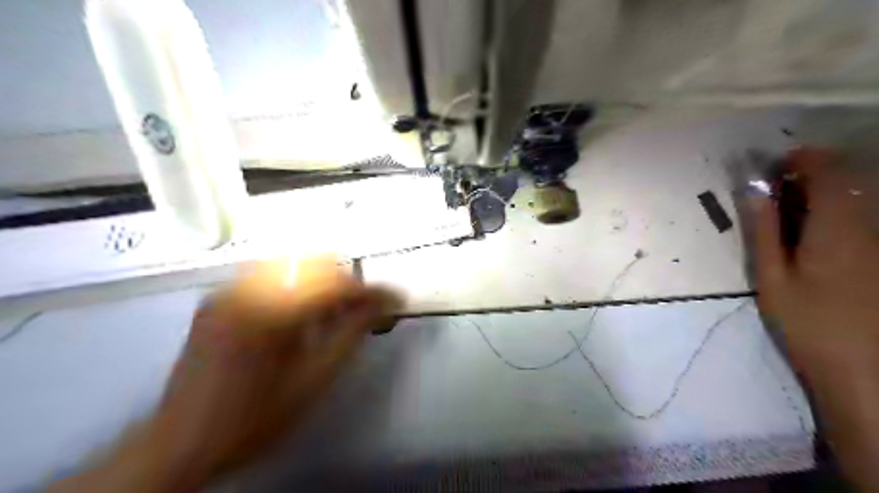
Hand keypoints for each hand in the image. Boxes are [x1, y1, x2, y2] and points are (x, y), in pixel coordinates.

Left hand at [51, 258, 401, 492]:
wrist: (180, 444)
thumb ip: (349, 335)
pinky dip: (292, 290)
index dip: (369, 290)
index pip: (334, 285)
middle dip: (343, 283)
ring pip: (290, 267)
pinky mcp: (215, 301)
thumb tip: (380, 305)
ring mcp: (226, 292)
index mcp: (271, 313)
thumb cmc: (254, 417)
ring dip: (319, 284)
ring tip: (331, 315)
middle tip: (360, 308)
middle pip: (312, 265)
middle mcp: (245, 290)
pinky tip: (296, 319)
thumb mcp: (312, 381)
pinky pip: (266, 279)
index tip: (393, 298)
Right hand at [752, 147, 877, 372]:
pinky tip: (818, 232)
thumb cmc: (808, 323)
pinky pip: (869, 219)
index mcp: (837, 229)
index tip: (777, 163)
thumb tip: (753, 192)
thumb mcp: (773, 278)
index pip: (829, 173)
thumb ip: (765, 230)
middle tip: (778, 188)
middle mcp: (871, 227)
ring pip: (862, 199)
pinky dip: (841, 213)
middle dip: (814, 174)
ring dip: (826, 193)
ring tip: (793, 208)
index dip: (805, 159)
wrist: (866, 371)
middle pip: (850, 182)